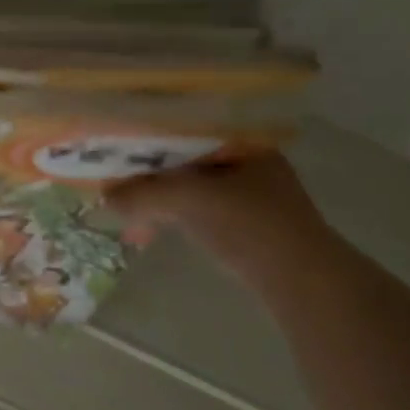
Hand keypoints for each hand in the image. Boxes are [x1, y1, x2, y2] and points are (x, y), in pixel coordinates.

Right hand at [105, 154, 339, 292]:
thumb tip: (105, 197)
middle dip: (146, 172)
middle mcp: (247, 160)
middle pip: (182, 158)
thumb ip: (144, 193)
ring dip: (155, 197)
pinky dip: (171, 215)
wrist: (304, 283)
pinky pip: (196, 209)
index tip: (113, 147)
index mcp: (241, 141)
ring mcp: (249, 194)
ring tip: (125, 213)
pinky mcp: (245, 225)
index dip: (144, 136)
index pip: (182, 127)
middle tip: (112, 182)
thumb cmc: (250, 226)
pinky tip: (150, 229)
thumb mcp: (189, 200)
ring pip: (188, 186)